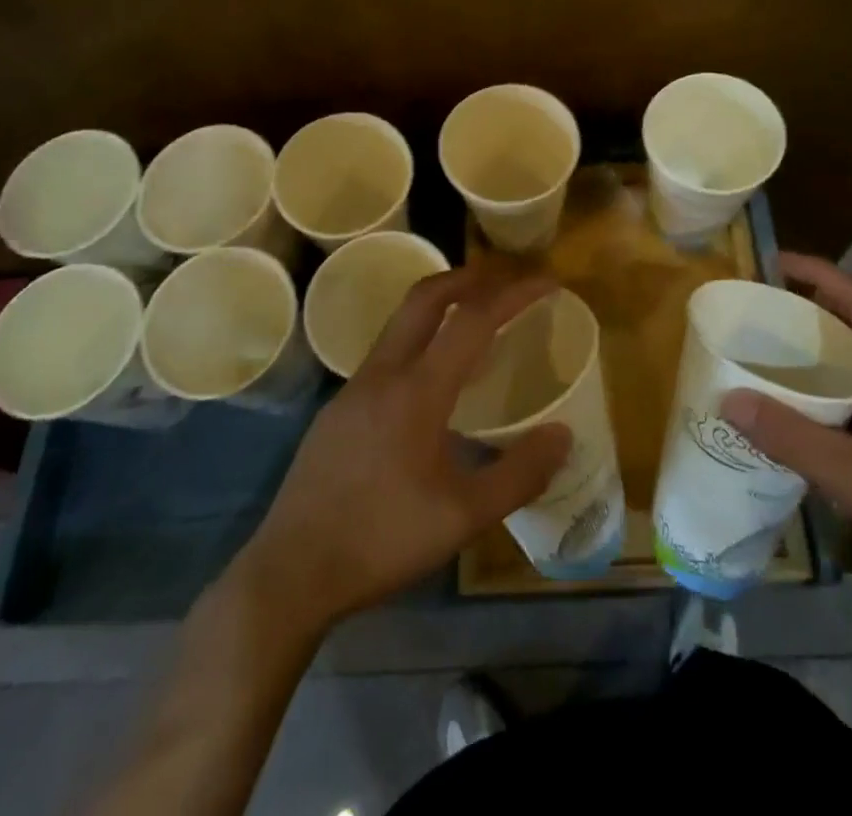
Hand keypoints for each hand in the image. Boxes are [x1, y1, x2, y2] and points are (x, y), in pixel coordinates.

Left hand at [232, 264, 571, 631]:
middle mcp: (383, 373)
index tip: (547, 283)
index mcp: (417, 389)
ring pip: (401, 323)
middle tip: (505, 281)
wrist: (289, 573)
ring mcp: (354, 389)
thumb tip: (562, 434)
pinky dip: (420, 342)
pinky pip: (386, 355)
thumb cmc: (381, 540)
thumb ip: (519, 474)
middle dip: (469, 278)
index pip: (473, 319)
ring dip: (440, 307)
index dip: (514, 294)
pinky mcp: (338, 410)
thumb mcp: (463, 517)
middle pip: (425, 297)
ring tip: (474, 325)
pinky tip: (431, 385)